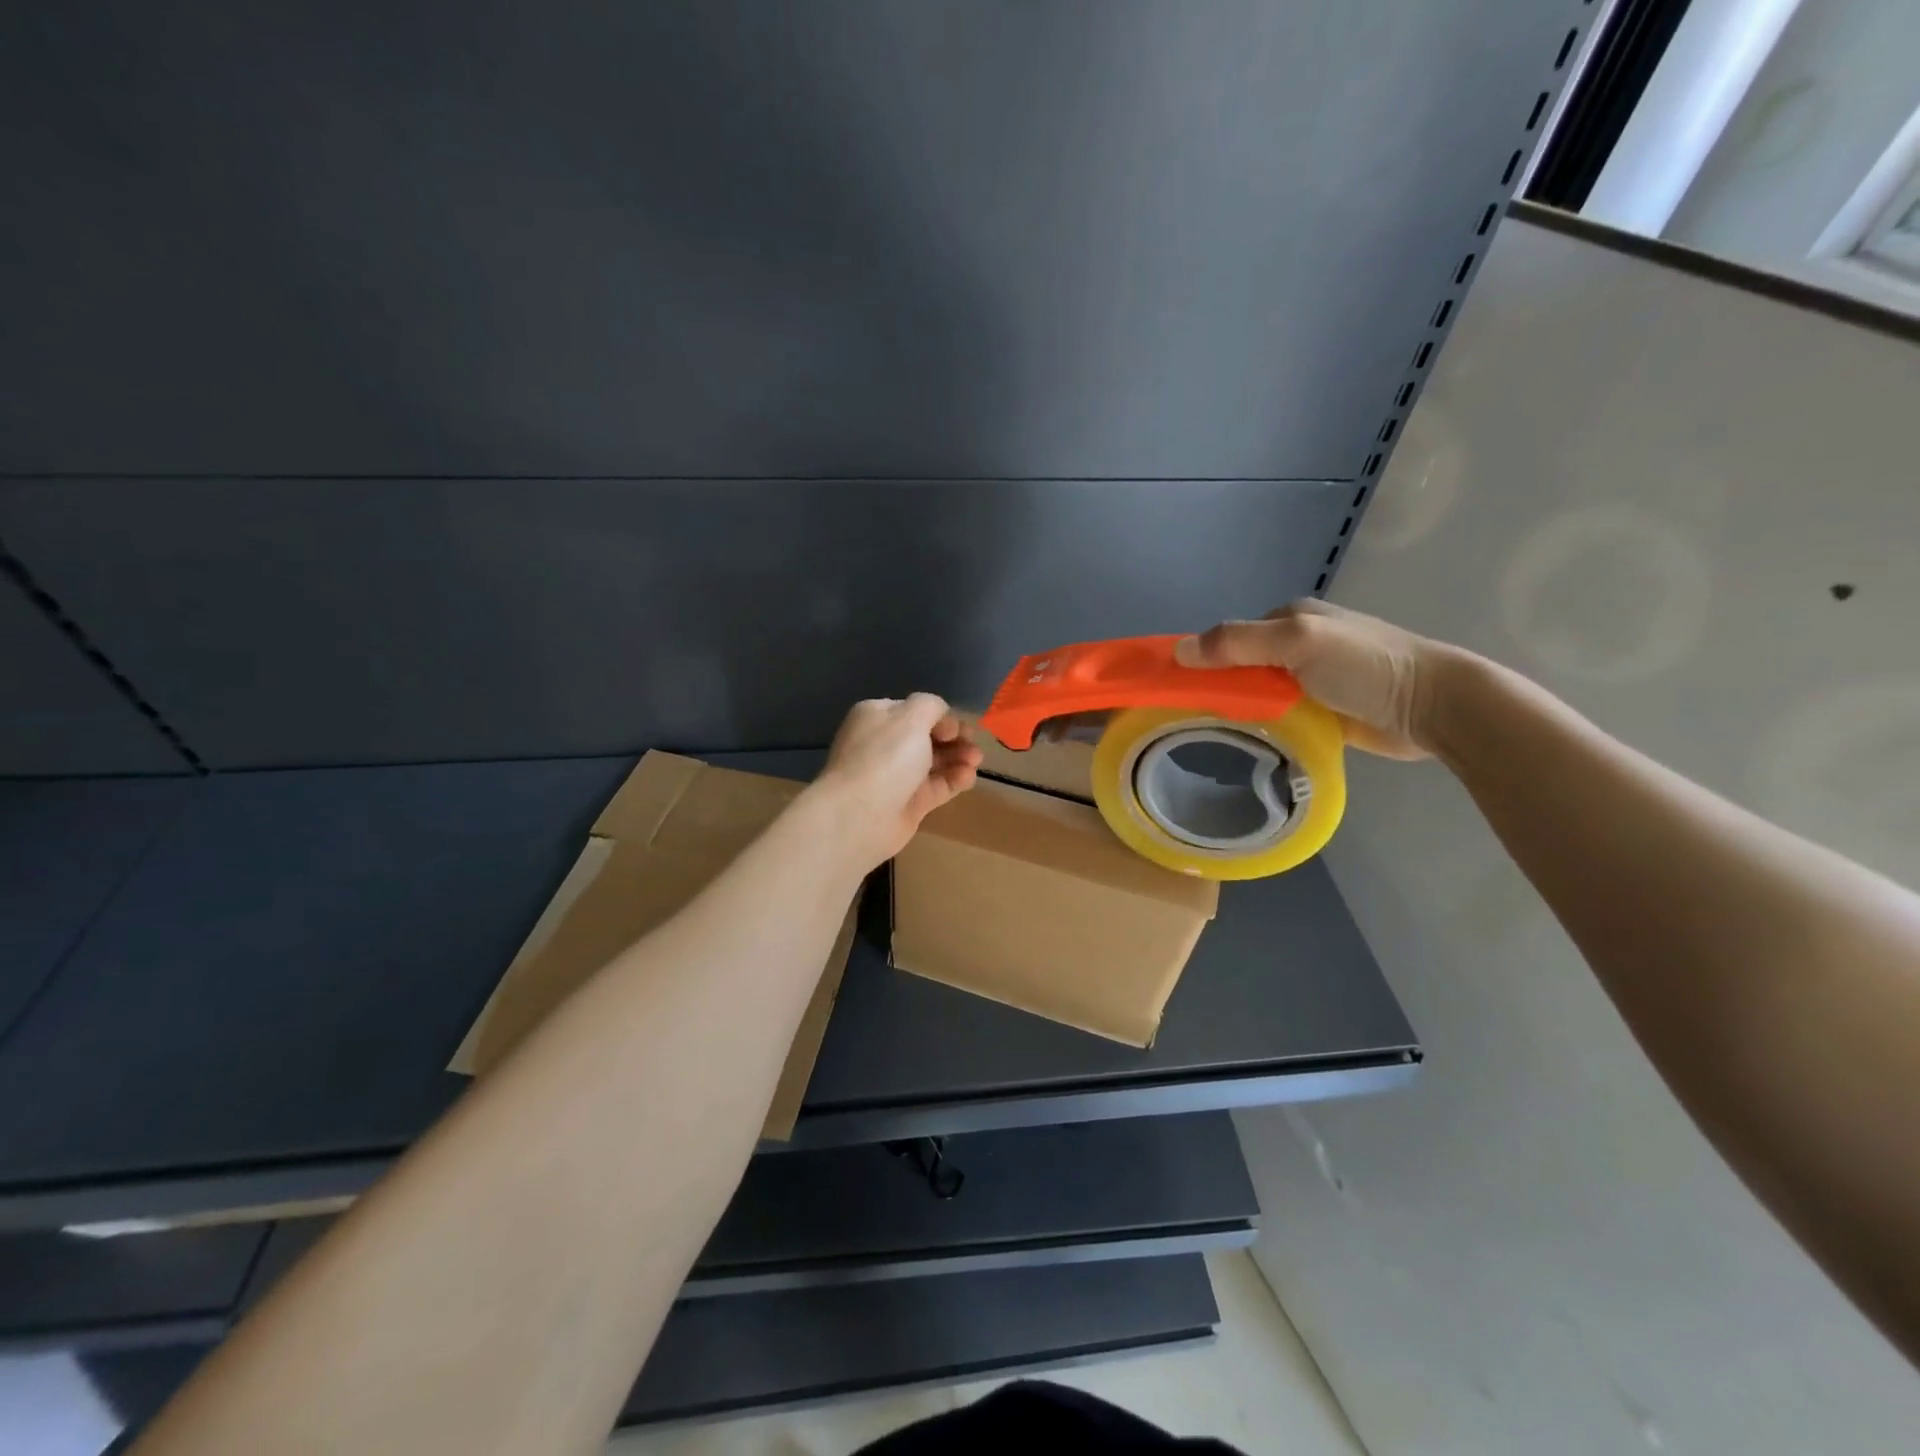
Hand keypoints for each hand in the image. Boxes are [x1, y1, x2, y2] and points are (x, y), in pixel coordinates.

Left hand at [810, 694, 983, 868]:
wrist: (861, 815)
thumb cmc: (885, 757)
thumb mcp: (910, 717)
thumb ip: (931, 706)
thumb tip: (943, 720)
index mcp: (878, 717)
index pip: (914, 711)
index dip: (940, 717)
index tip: (957, 727)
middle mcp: (885, 744)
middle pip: (927, 737)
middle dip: (954, 738)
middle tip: (974, 744)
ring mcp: (896, 776)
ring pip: (935, 762)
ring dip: (958, 758)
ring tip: (976, 760)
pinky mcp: (909, 803)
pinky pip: (937, 787)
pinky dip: (954, 780)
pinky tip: (968, 777)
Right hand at [1174, 600, 1448, 758]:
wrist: (1433, 705)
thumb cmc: (1365, 665)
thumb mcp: (1298, 641)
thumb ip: (1238, 643)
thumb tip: (1177, 651)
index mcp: (1290, 618)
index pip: (1230, 638)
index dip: (1203, 660)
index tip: (1179, 691)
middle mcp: (1298, 645)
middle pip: (1242, 668)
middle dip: (1220, 689)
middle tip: (1194, 720)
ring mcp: (1312, 680)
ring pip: (1259, 695)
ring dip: (1241, 711)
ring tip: (1213, 738)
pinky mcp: (1325, 711)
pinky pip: (1280, 717)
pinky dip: (1265, 727)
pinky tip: (1249, 745)